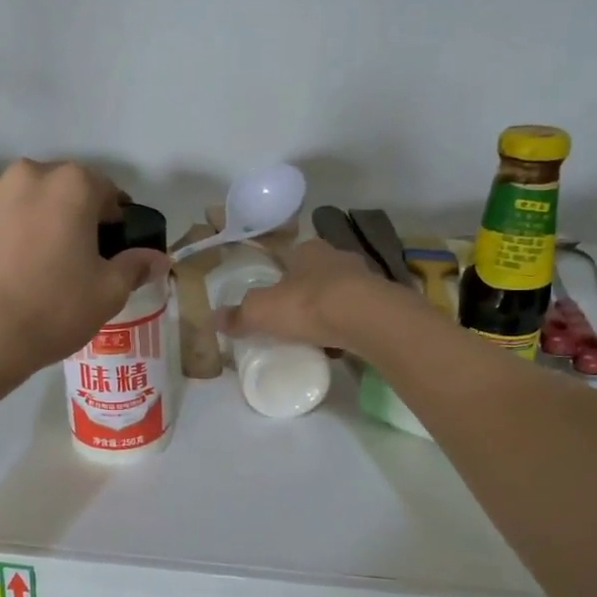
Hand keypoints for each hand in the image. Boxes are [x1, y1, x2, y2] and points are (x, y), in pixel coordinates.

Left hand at [0, 160, 168, 369]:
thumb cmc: (53, 308)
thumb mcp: (108, 293)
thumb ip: (135, 266)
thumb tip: (157, 258)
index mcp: (72, 185)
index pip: (105, 190)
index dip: (113, 218)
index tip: (111, 246)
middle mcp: (27, 175)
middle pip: (59, 189)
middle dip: (70, 215)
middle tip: (71, 256)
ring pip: (21, 201)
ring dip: (31, 221)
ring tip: (30, 266)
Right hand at [220, 239, 414, 353]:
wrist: (367, 320)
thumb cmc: (308, 305)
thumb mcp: (261, 311)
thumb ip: (239, 315)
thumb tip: (215, 319)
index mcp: (307, 250)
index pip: (289, 256)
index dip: (278, 274)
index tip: (272, 296)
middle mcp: (337, 257)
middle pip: (315, 274)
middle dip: (304, 293)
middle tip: (290, 319)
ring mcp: (364, 279)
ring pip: (339, 294)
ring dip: (328, 310)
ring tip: (315, 336)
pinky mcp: (382, 303)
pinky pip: (357, 314)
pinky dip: (347, 327)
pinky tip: (340, 346)